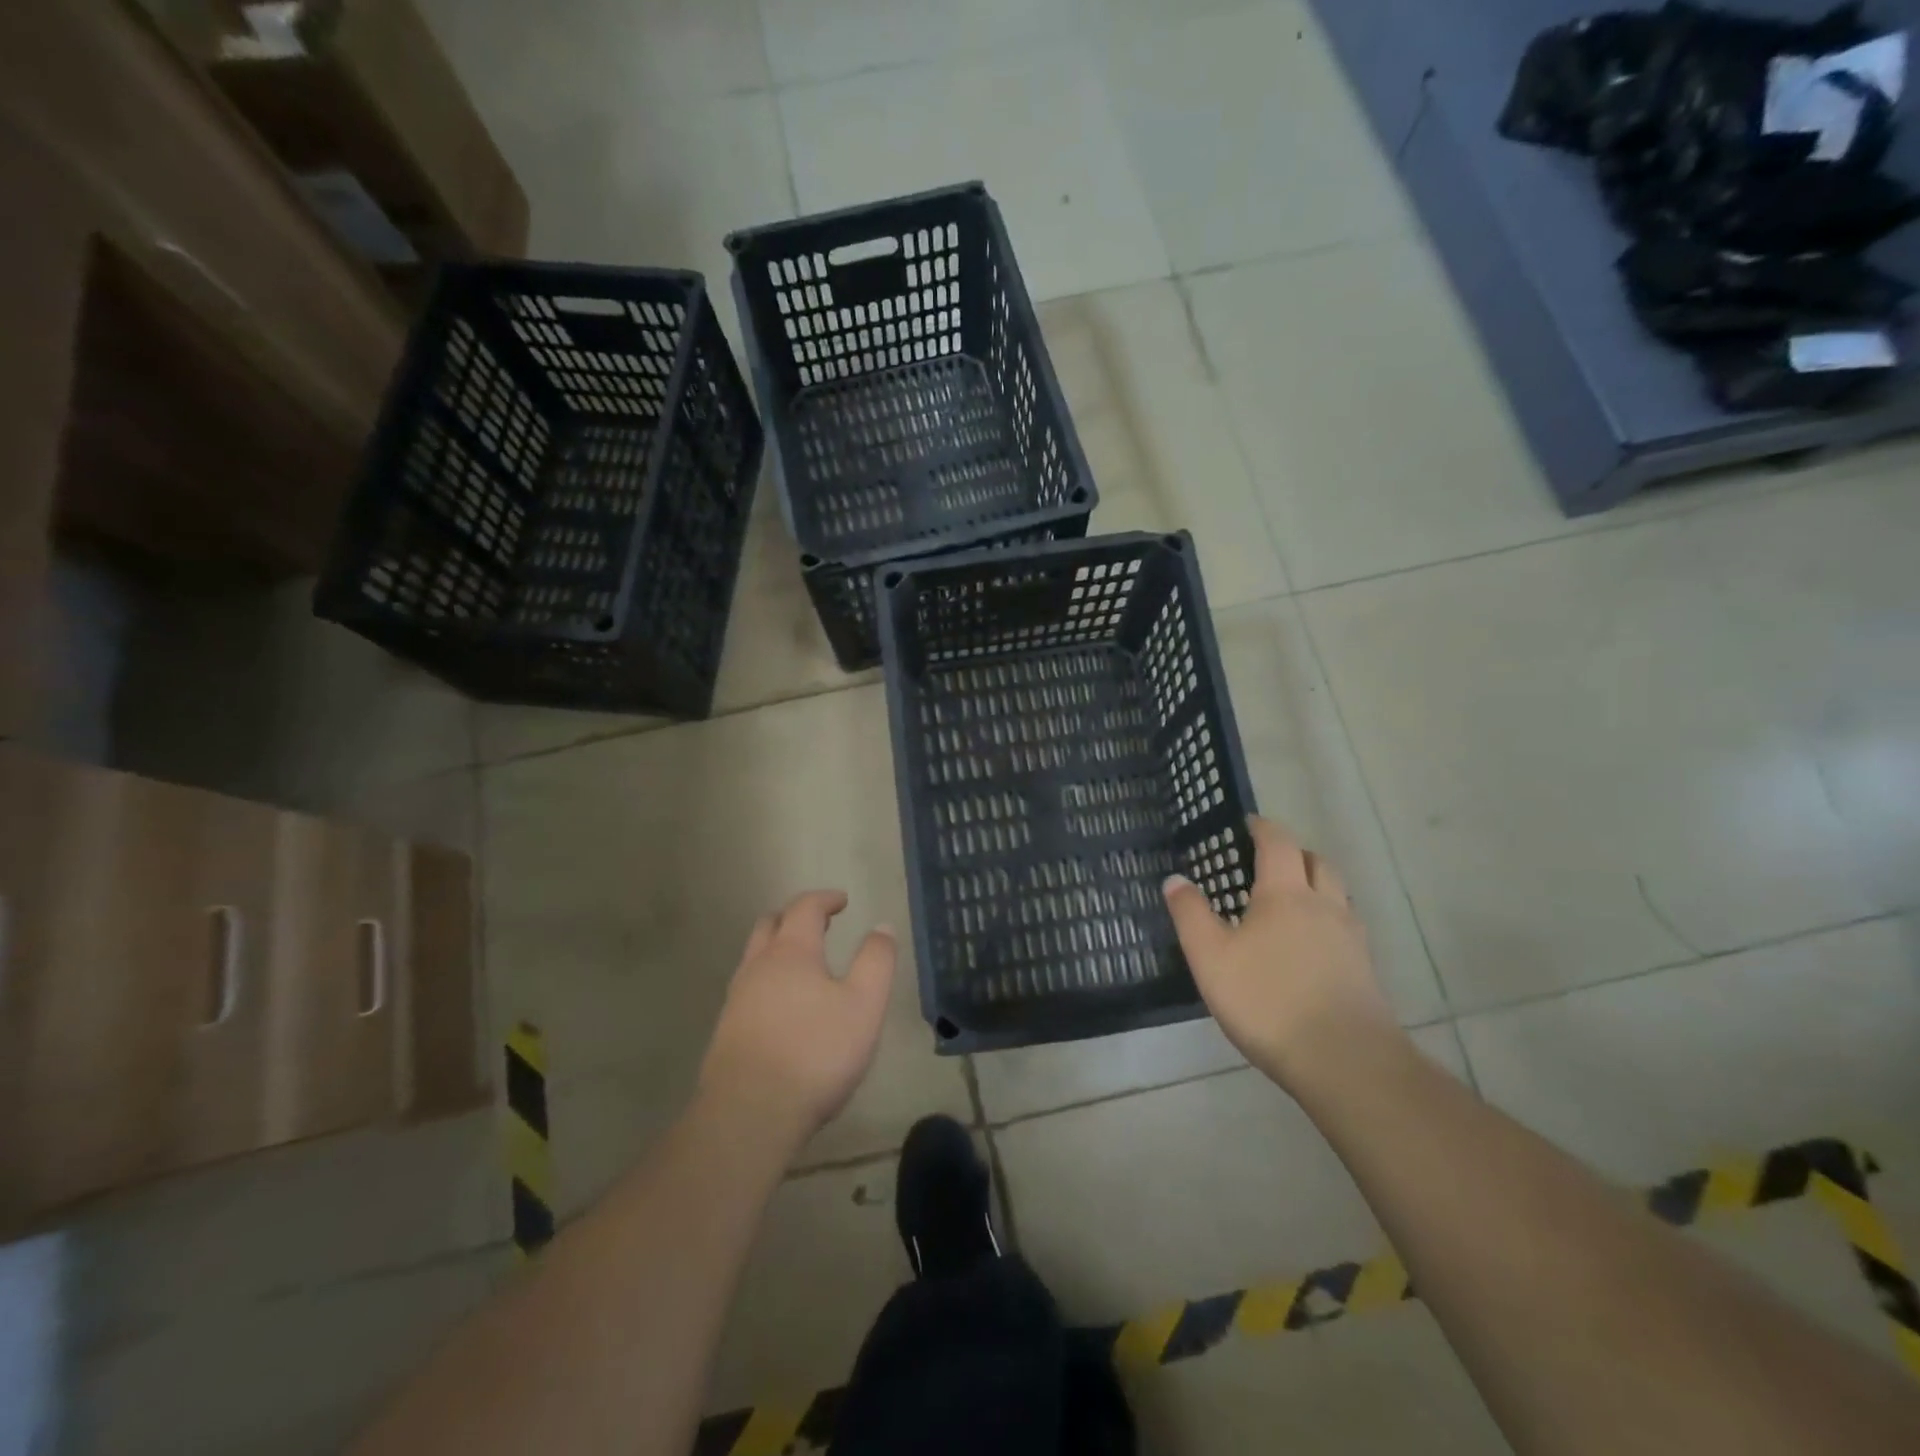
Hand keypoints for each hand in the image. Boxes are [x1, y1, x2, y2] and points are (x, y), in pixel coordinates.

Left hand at [698, 892, 895, 1145]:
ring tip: (803, 965)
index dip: (825, 899)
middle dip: (794, 917)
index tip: (842, 901)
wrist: (748, 1115)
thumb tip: (882, 927)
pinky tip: (782, 1008)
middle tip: (819, 924)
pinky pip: (748, 990)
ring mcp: (736, 1000)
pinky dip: (768, 981)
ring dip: (778, 949)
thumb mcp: (864, 1005)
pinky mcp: (726, 1033)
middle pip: (770, 925)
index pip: (804, 908)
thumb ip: (876, 961)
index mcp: (791, 952)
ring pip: (754, 958)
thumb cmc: (815, 1053)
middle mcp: (757, 967)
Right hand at [1164, 817, 1398, 1092]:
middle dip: (1294, 853)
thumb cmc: (1267, 1000)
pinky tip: (1311, 946)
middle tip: (1268, 862)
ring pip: (1338, 893)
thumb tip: (1176, 879)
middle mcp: (1324, 905)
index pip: (1278, 843)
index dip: (1262, 828)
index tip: (1246, 825)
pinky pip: (1347, 927)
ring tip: (1290, 902)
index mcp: (1285, 894)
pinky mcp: (1365, 970)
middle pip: (1317, 862)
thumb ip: (1191, 915)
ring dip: (1316, 885)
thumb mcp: (1210, 957)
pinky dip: (1328, 920)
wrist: (1345, 1060)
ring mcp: (1351, 938)